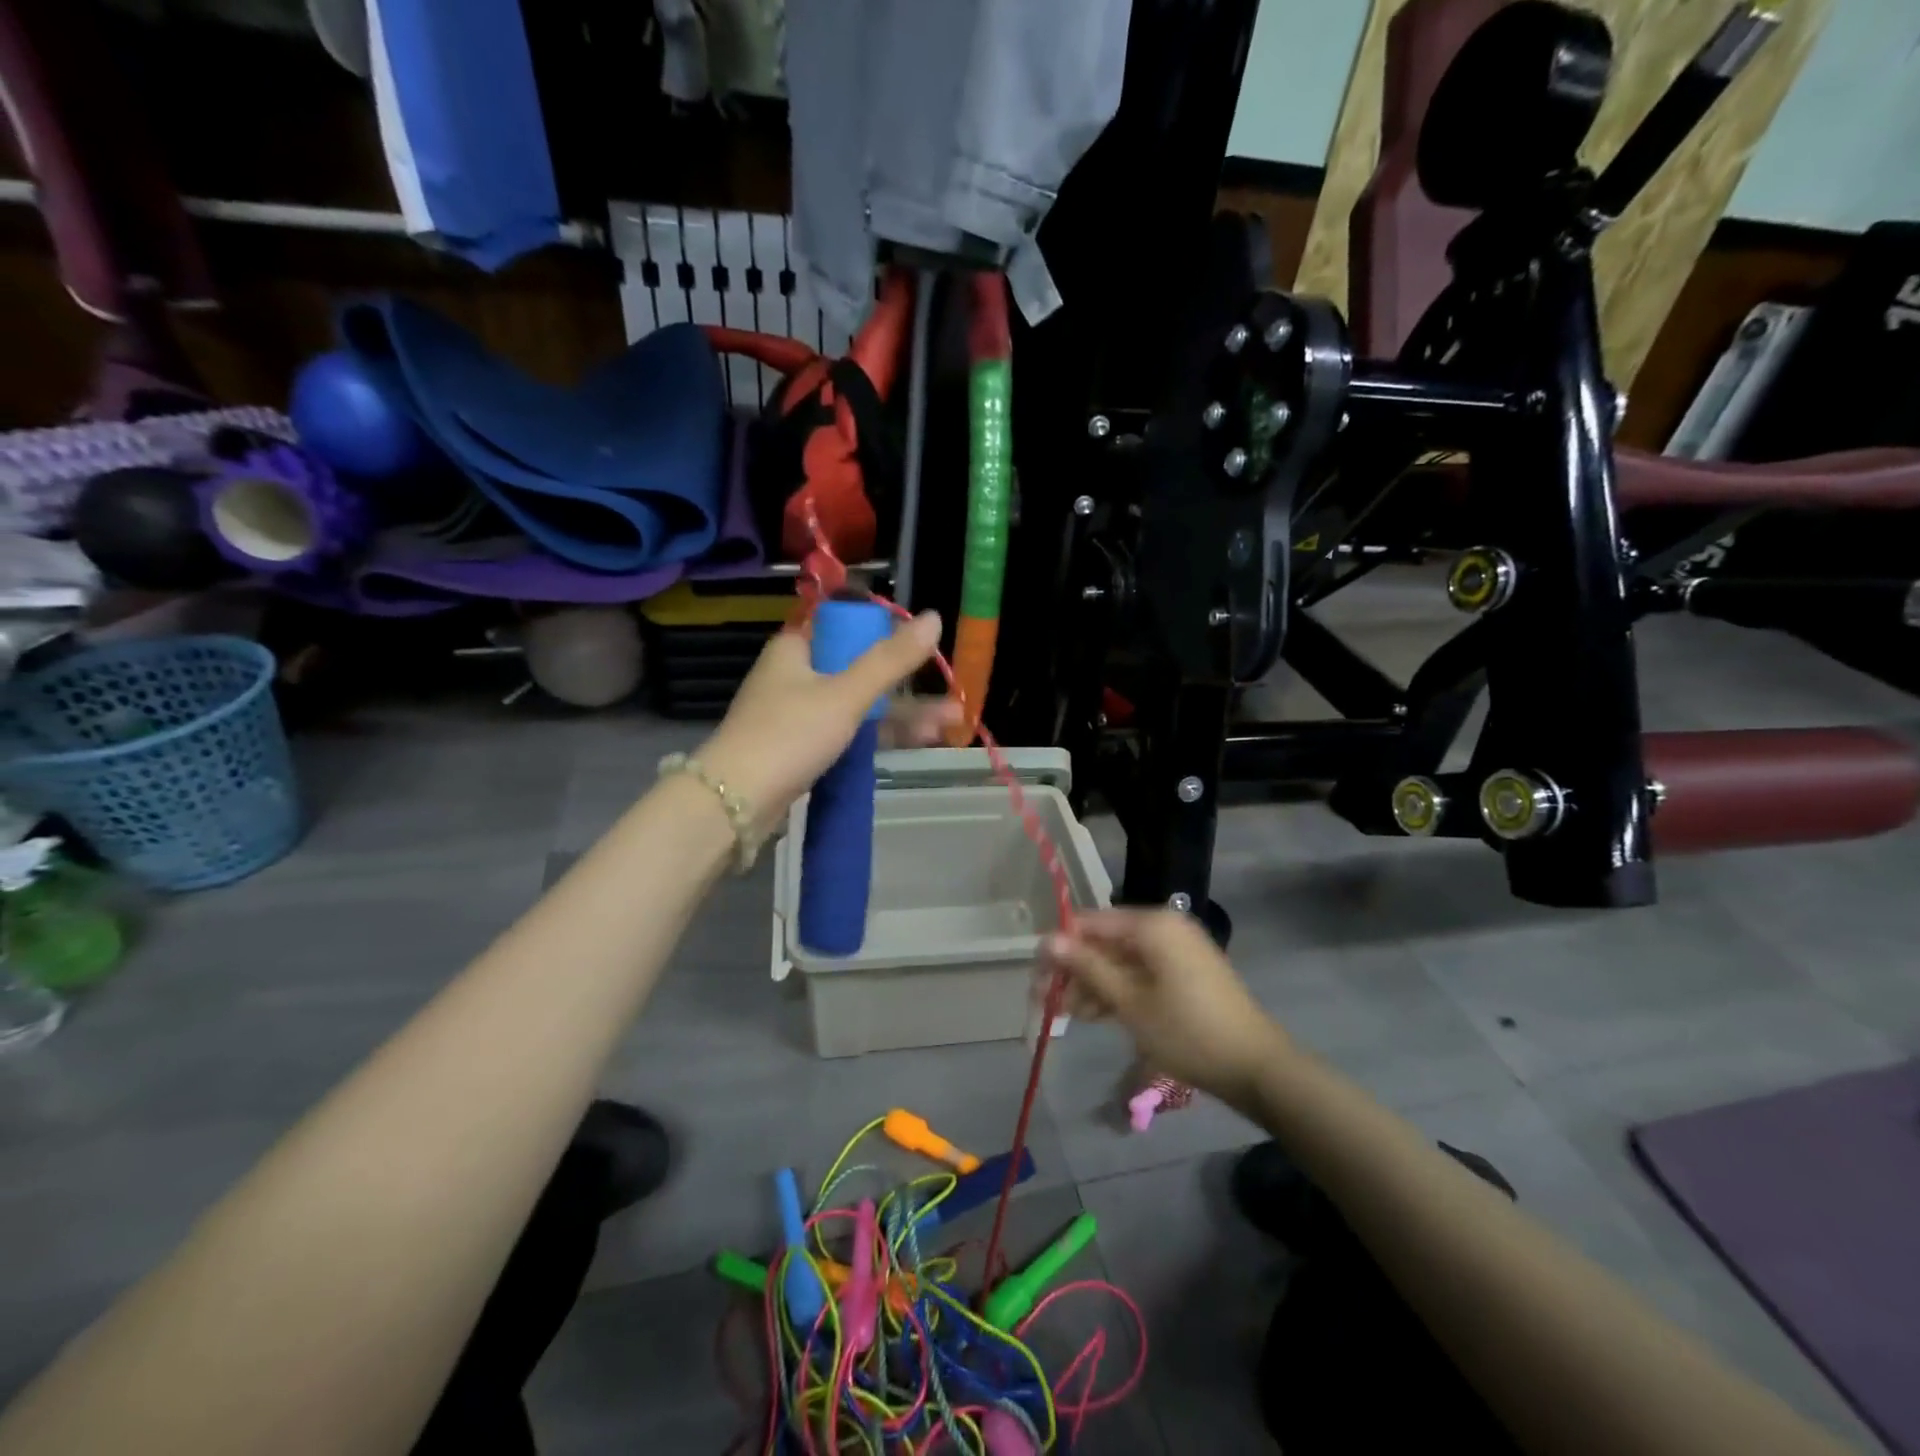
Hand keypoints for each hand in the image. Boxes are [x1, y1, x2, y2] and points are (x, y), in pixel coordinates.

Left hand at [698, 611, 946, 832]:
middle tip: (952, 702)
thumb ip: (891, 660)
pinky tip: (916, 742)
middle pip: (860, 670)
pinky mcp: (802, 748)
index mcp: (796, 648)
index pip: (847, 626)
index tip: (923, 653)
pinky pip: (848, 733)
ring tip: (949, 726)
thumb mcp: (846, 694)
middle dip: (907, 687)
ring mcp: (799, 715)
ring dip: (901, 714)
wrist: (735, 803)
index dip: (886, 635)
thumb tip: (934, 617)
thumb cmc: (788, 735)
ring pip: (858, 705)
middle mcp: (796, 675)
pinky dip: (879, 735)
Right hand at [1042, 909, 1290, 1110]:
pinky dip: (1119, 989)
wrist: (1256, 1068)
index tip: (1037, 978)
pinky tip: (1098, 1014)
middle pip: (1105, 941)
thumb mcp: (1130, 1002)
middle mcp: (1164, 927)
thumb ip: (1087, 967)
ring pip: (1121, 959)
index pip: (1090, 922)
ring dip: (1093, 983)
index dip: (1060, 948)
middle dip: (1075, 970)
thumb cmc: (1187, 1032)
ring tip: (1070, 1015)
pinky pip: (1141, 971)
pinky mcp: (1185, 972)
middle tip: (1047, 1003)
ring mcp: (1177, 950)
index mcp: (1152, 924)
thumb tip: (1046, 940)